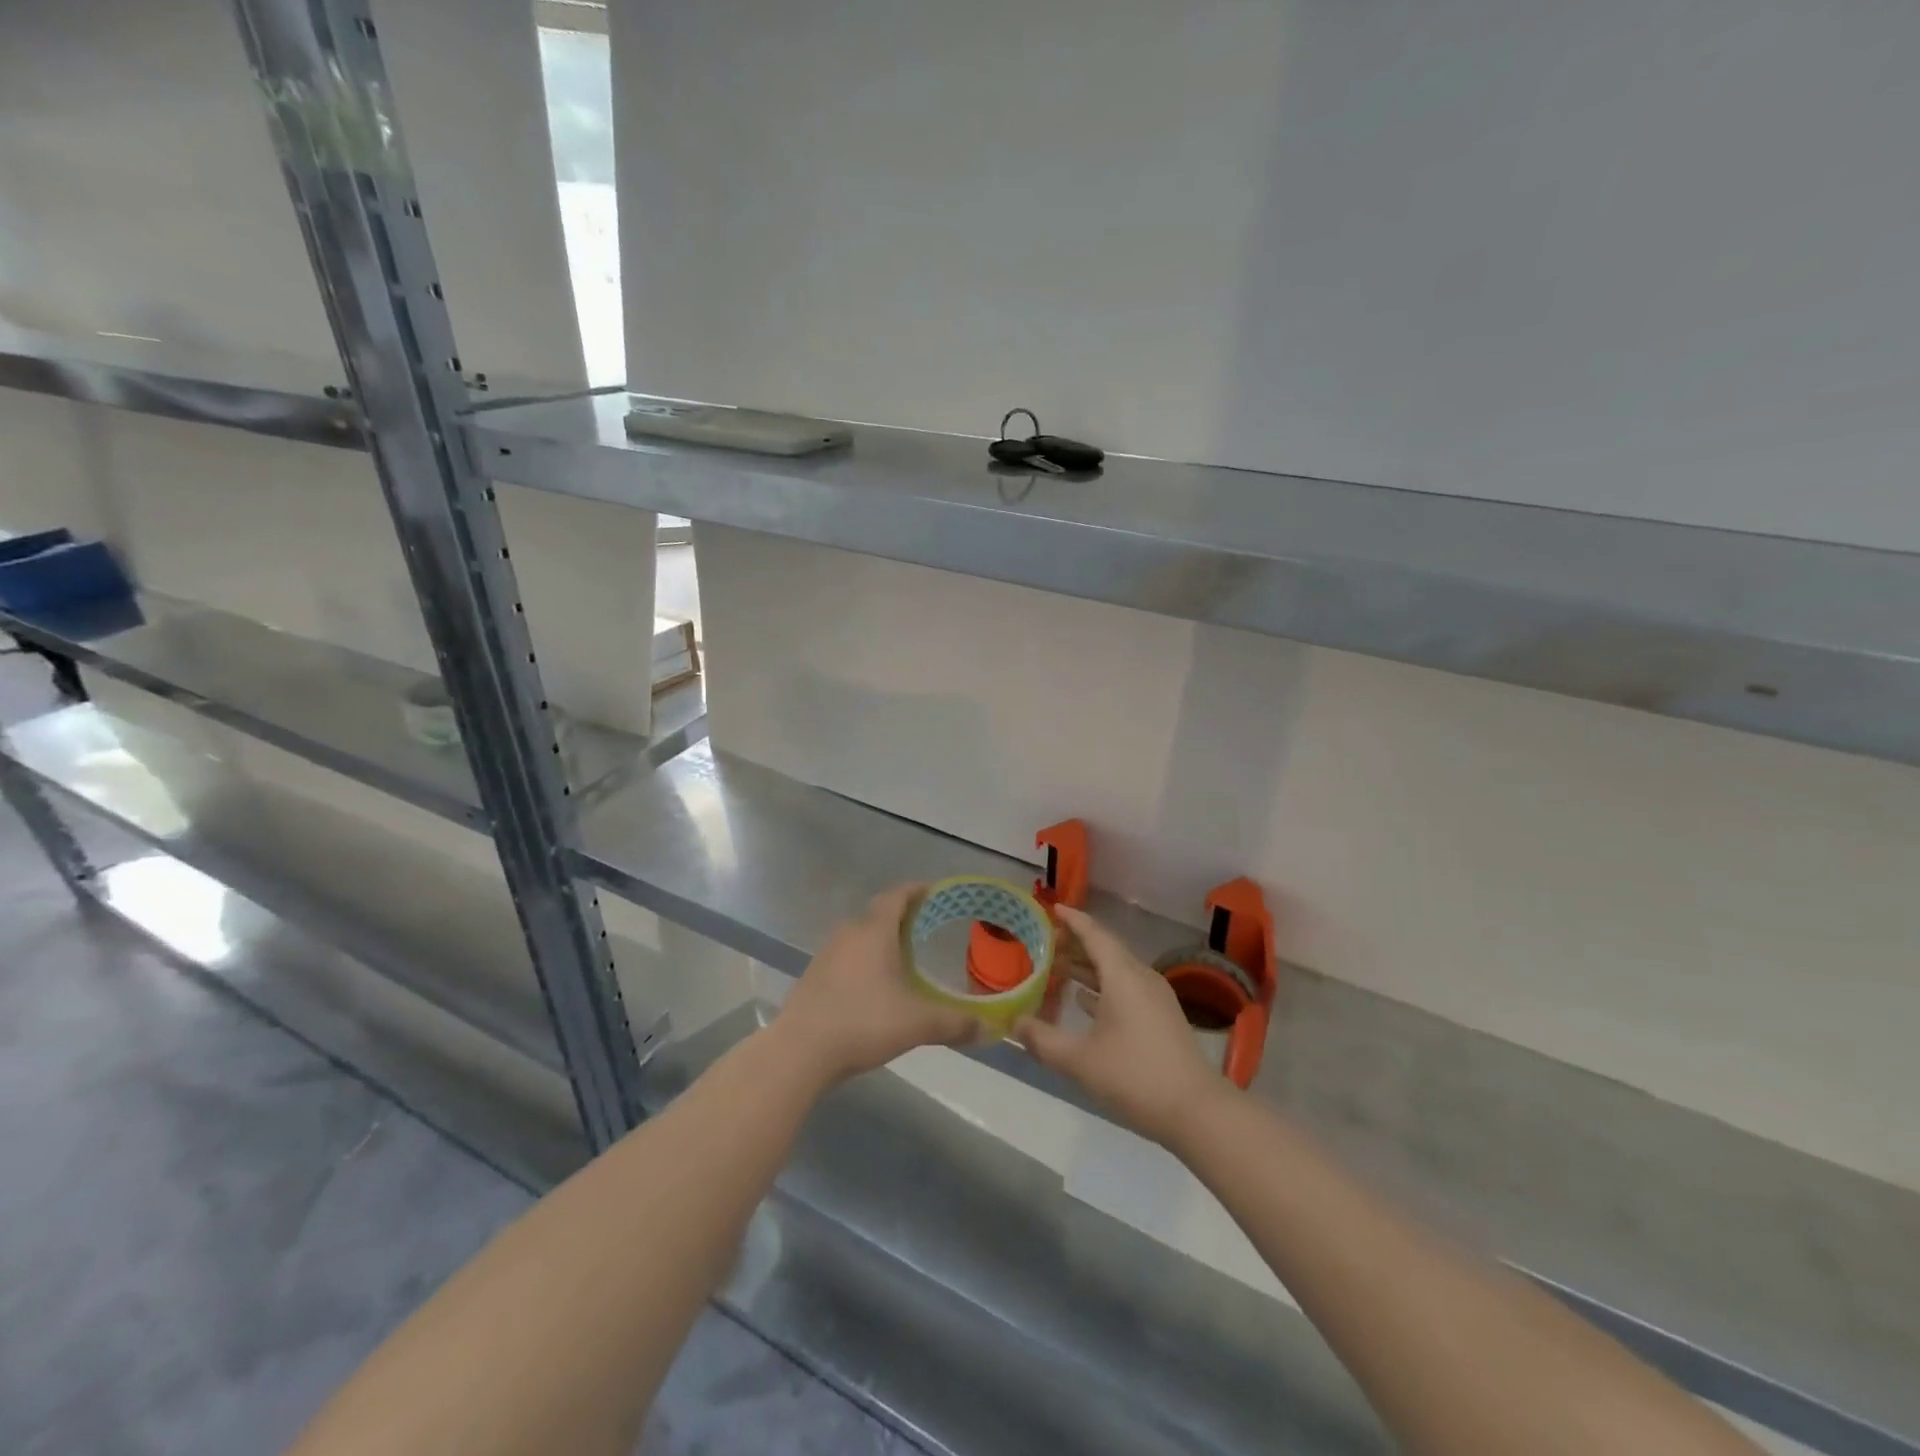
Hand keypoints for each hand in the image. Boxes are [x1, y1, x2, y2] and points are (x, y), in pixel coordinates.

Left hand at [772, 883, 983, 1086]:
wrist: (800, 1051)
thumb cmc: (863, 1023)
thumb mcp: (917, 1023)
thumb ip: (955, 1023)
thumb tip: (991, 1029)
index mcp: (874, 931)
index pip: (897, 896)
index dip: (916, 890)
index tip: (935, 892)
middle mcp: (849, 933)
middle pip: (878, 913)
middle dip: (902, 915)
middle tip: (928, 925)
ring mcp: (827, 954)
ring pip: (860, 935)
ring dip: (881, 939)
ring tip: (904, 955)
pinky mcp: (814, 976)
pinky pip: (847, 956)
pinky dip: (865, 960)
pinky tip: (875, 984)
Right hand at [1016, 904, 1227, 1144]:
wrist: (1197, 1112)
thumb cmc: (1134, 1076)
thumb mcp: (1079, 1061)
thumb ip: (1042, 1040)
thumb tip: (1013, 1023)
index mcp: (1123, 976)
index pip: (1095, 934)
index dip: (1073, 920)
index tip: (1053, 908)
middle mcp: (1141, 978)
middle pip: (1106, 950)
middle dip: (1076, 943)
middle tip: (1045, 941)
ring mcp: (1155, 999)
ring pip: (1116, 971)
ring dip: (1088, 967)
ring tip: (1057, 967)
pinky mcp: (1161, 1019)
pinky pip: (1126, 989)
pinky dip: (1102, 988)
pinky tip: (1083, 1001)